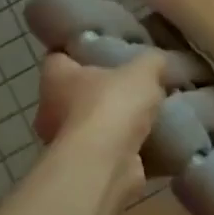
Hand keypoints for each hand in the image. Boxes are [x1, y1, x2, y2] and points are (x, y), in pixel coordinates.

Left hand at [32, 50, 165, 205]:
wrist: (106, 164)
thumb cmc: (112, 105)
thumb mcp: (143, 70)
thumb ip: (153, 61)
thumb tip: (161, 61)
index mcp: (55, 78)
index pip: (59, 56)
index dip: (79, 50)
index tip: (104, 47)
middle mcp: (51, 110)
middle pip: (75, 92)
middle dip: (102, 89)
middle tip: (135, 81)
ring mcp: (66, 143)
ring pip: (92, 124)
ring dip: (115, 122)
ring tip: (150, 112)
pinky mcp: (86, 167)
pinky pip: (109, 151)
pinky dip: (127, 147)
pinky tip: (154, 139)